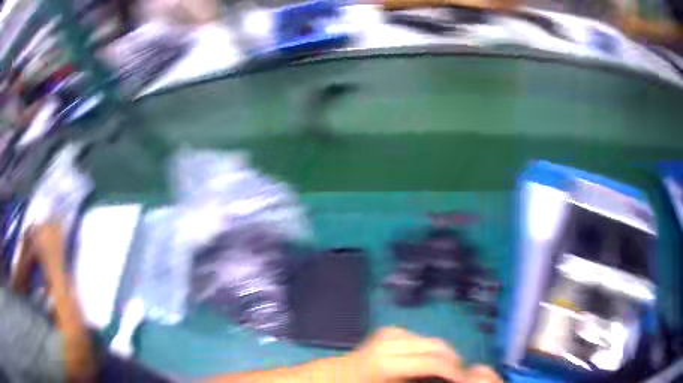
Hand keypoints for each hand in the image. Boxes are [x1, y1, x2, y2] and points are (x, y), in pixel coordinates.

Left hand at [347, 327, 500, 382]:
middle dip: (454, 359)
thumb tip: (445, 378)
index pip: (432, 362)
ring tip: (450, 369)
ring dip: (444, 353)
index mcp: (388, 363)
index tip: (465, 378)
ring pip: (431, 339)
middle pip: (436, 346)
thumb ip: (421, 380)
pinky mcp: (390, 330)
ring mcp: (389, 333)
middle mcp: (390, 343)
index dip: (453, 370)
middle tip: (463, 373)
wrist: (340, 374)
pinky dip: (430, 348)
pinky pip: (420, 337)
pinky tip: (431, 360)